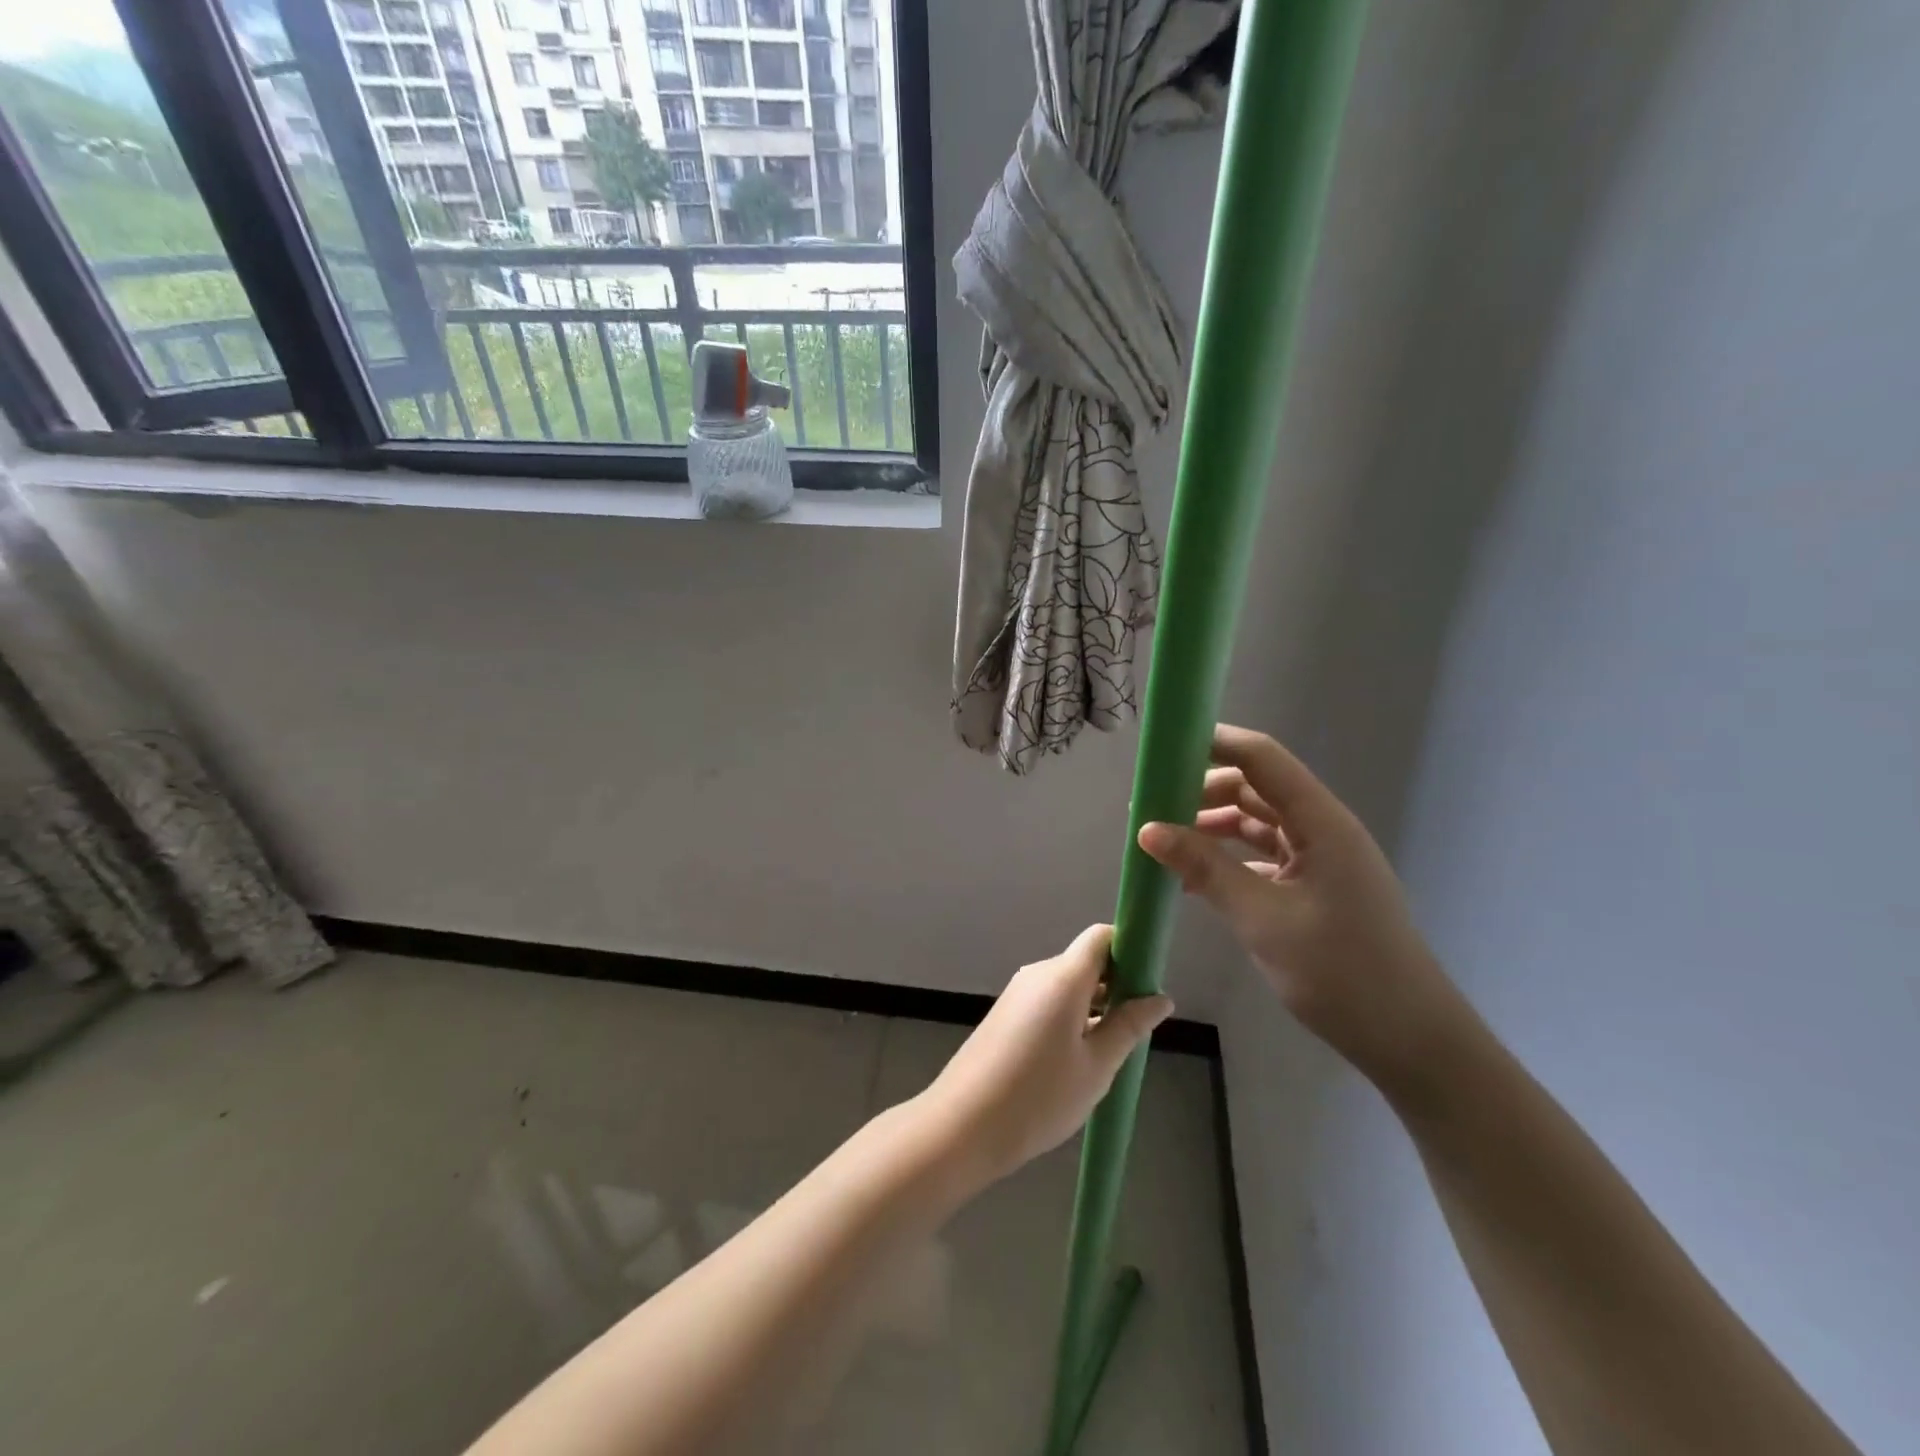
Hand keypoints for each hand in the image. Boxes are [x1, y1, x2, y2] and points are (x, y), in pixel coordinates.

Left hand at [920, 925, 1172, 1187]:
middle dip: (1116, 985)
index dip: (1129, 950)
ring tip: (1112, 1051)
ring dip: (1095, 1006)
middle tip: (1139, 1028)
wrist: (962, 1125)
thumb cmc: (1038, 1097)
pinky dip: (1071, 1017)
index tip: (1149, 984)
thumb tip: (1160, 997)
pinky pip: (1048, 1002)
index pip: (1101, 937)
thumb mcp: (1096, 1067)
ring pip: (1068, 985)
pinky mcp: (1005, 1014)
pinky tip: (1078, 1060)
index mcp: (1062, 977)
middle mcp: (1038, 974)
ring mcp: (1018, 993)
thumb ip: (1128, 1027)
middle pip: (1086, 961)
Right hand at [1138, 725, 1472, 1100]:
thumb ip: (1205, 868)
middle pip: (1255, 787)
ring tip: (1163, 843)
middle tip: (1151, 808)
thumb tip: (1147, 830)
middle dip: (1202, 791)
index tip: (1163, 748)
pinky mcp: (1314, 888)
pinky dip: (1227, 860)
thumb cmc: (1341, 972)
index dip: (1214, 742)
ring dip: (1211, 827)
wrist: (1410, 1040)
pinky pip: (1262, 857)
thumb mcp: (1262, 918)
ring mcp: (1319, 859)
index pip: (1261, 758)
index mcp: (1321, 822)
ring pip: (1256, 823)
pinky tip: (1193, 880)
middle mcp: (1321, 830)